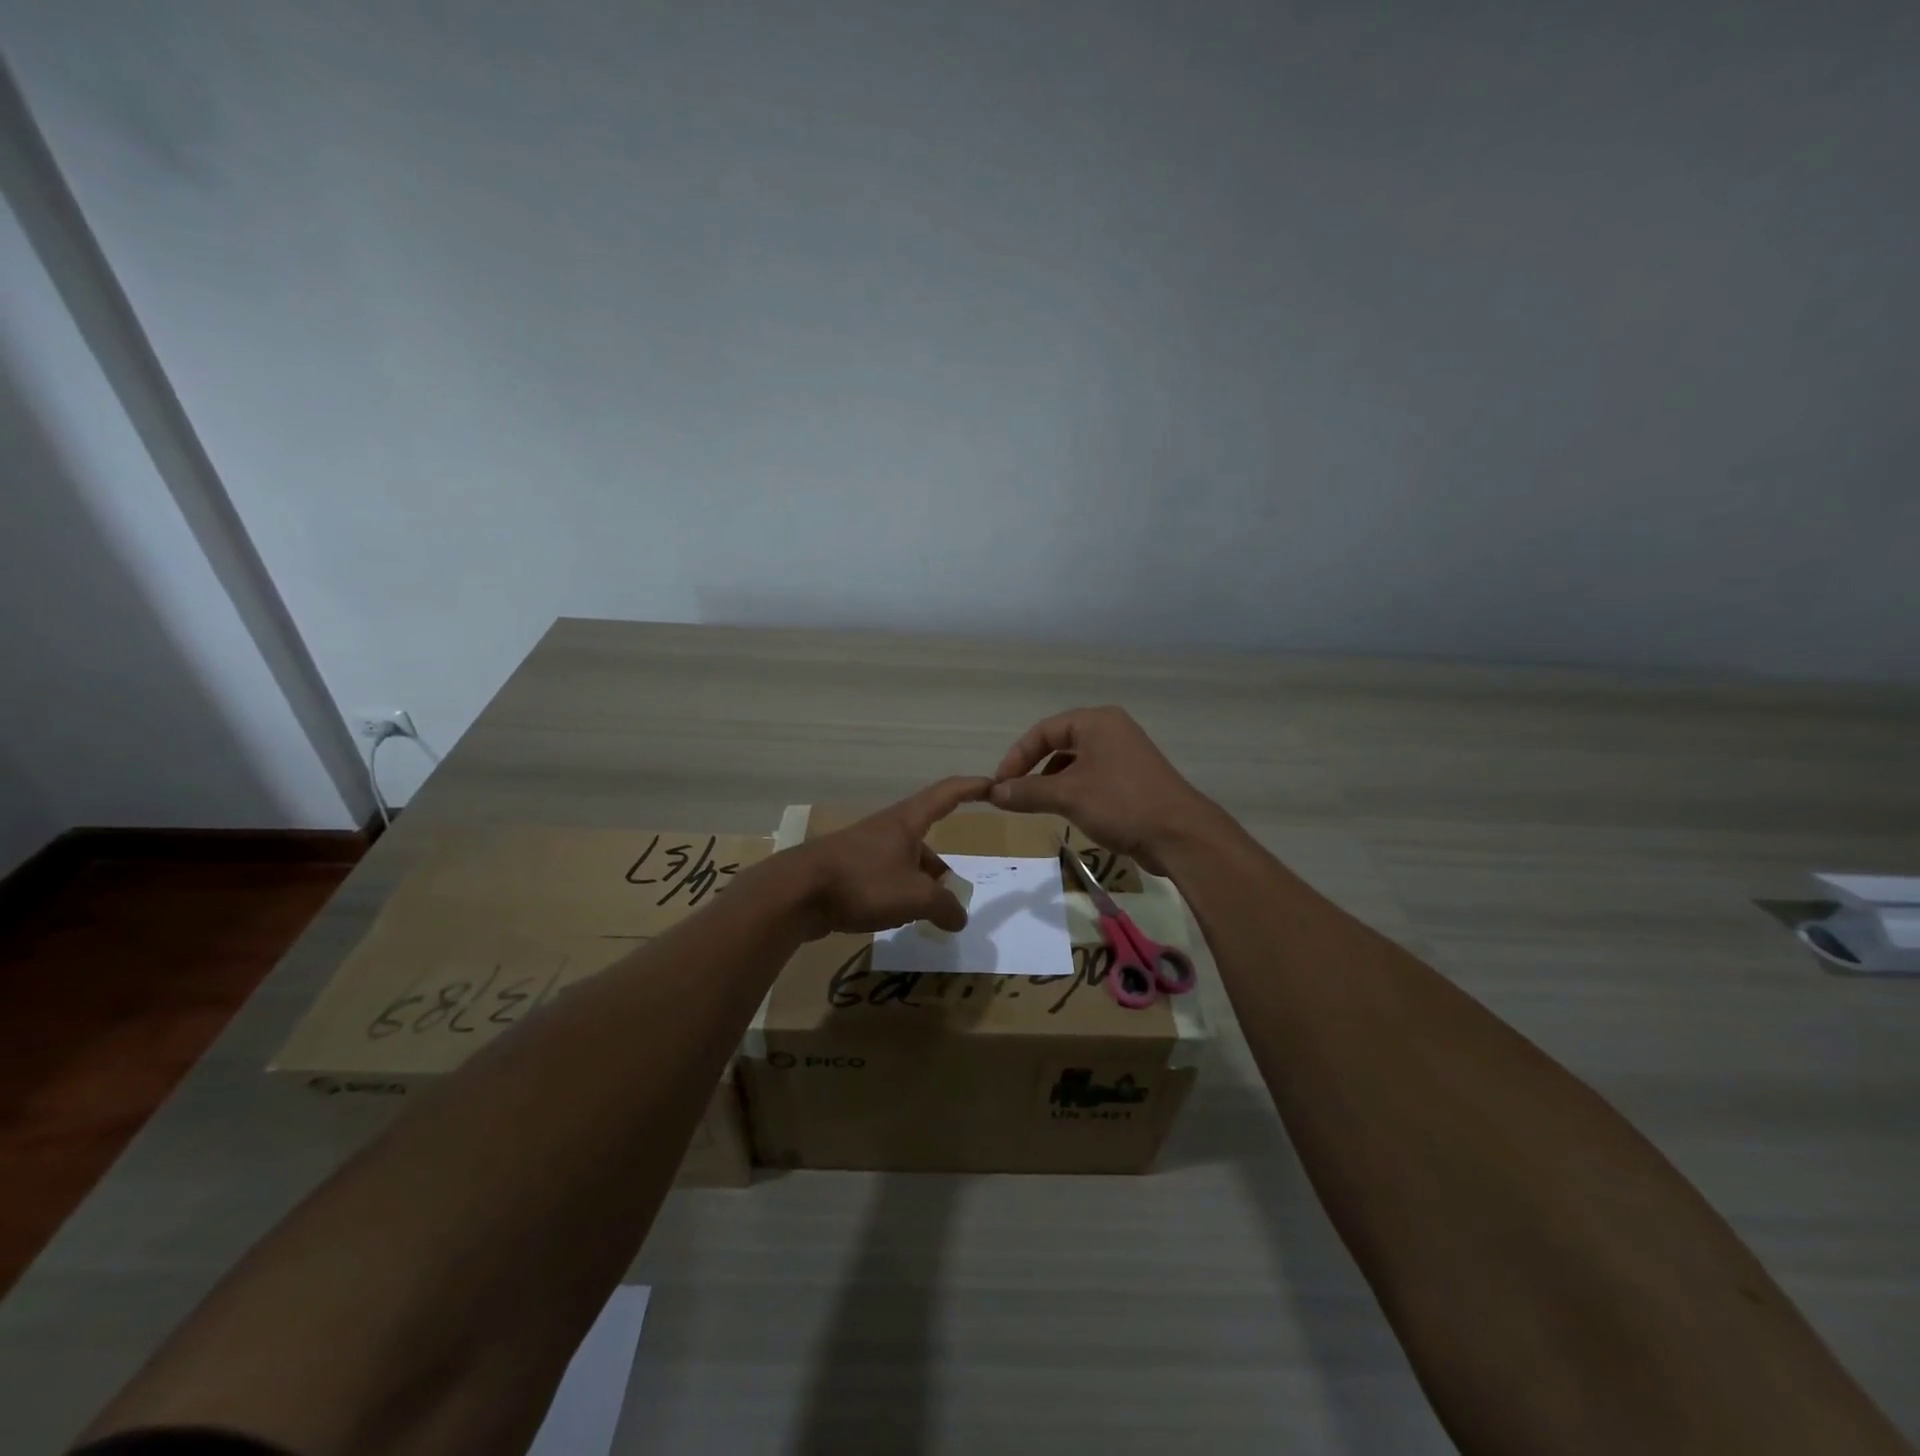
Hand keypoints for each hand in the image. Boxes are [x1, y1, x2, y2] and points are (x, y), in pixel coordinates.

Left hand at [784, 776, 991, 938]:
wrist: (796, 893)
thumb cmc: (862, 883)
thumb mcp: (914, 897)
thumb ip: (945, 906)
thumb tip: (959, 917)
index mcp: (907, 821)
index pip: (948, 793)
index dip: (973, 787)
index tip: (995, 785)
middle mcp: (887, 829)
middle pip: (926, 840)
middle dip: (941, 869)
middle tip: (952, 897)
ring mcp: (865, 848)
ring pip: (905, 863)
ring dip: (919, 885)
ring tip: (925, 915)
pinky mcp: (848, 869)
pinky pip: (884, 877)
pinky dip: (897, 893)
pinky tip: (894, 917)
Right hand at [988, 707, 1216, 873]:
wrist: (1180, 835)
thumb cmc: (1120, 804)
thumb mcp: (1067, 796)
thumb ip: (1027, 792)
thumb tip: (992, 792)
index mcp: (1096, 722)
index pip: (1043, 731)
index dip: (1017, 756)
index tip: (999, 784)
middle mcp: (1111, 730)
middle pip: (1059, 743)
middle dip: (1033, 769)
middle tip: (1014, 795)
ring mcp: (1125, 754)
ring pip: (1076, 762)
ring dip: (1052, 782)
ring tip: (1037, 805)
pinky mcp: (1133, 778)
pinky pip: (1092, 777)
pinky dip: (1073, 790)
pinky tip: (1067, 812)